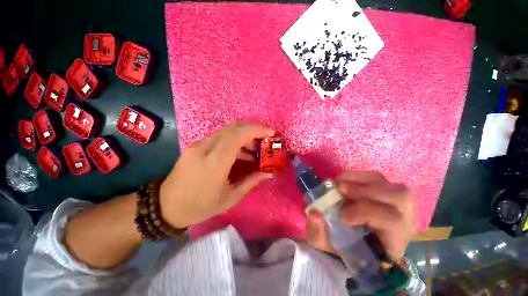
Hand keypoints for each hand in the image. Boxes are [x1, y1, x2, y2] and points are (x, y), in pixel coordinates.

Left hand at [159, 123, 274, 227]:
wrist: (166, 206)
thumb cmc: (200, 206)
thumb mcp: (230, 198)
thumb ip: (251, 181)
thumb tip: (269, 173)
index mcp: (214, 163)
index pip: (237, 136)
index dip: (256, 130)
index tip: (270, 133)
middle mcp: (205, 148)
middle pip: (232, 128)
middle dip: (252, 129)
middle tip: (265, 139)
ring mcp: (198, 145)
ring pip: (226, 131)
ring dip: (244, 135)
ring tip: (256, 148)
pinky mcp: (196, 146)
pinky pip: (219, 137)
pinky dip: (234, 140)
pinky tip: (241, 152)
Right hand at [306, 171, 416, 260]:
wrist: (356, 241)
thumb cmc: (345, 246)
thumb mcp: (327, 244)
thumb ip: (318, 232)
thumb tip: (315, 213)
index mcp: (393, 240)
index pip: (394, 221)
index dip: (366, 212)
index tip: (342, 215)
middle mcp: (403, 219)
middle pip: (400, 197)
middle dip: (366, 191)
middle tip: (340, 190)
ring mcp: (397, 203)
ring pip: (389, 183)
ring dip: (362, 181)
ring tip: (340, 185)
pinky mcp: (386, 190)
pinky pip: (377, 177)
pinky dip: (358, 176)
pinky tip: (343, 180)